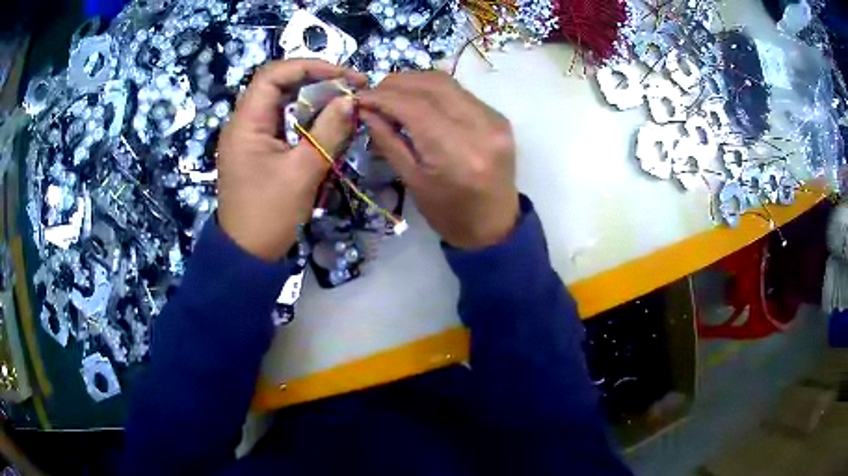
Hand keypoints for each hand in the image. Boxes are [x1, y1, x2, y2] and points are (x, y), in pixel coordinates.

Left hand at [217, 60, 365, 260]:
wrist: (248, 256)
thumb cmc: (269, 215)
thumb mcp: (302, 172)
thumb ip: (328, 132)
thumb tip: (351, 100)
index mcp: (246, 123)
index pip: (273, 75)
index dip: (309, 66)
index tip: (343, 75)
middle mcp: (244, 123)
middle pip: (279, 85)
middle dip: (316, 81)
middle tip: (351, 88)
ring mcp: (251, 137)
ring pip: (283, 104)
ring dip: (314, 100)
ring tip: (345, 103)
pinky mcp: (259, 150)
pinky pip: (284, 124)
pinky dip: (307, 120)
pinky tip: (328, 124)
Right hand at [358, 71, 519, 249]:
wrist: (494, 225)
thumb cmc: (449, 214)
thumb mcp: (413, 181)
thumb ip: (389, 141)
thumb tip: (366, 110)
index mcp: (457, 153)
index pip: (414, 106)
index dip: (383, 97)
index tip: (360, 97)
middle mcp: (481, 128)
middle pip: (433, 84)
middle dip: (397, 83)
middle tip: (374, 93)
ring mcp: (495, 120)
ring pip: (448, 83)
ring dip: (415, 82)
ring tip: (392, 94)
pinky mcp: (499, 118)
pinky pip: (461, 93)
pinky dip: (435, 92)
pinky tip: (419, 101)